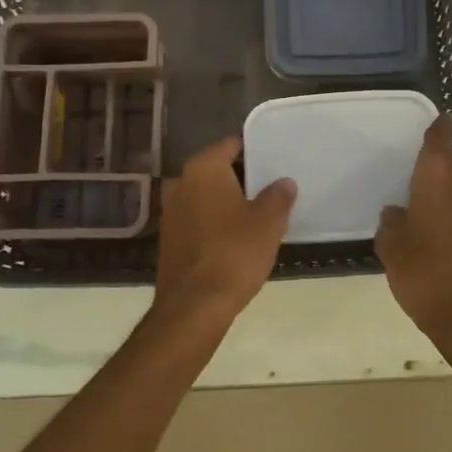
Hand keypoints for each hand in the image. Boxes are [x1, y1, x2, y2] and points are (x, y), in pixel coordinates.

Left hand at [155, 138, 295, 325]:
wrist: (194, 306)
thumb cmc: (234, 253)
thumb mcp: (268, 222)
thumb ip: (278, 196)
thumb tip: (283, 183)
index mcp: (203, 169)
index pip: (231, 145)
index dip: (254, 149)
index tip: (273, 160)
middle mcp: (181, 183)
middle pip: (217, 170)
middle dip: (241, 177)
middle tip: (270, 187)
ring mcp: (170, 212)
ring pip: (205, 195)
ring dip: (226, 201)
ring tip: (256, 213)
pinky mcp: (168, 239)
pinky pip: (197, 219)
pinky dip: (214, 222)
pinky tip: (234, 238)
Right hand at [376, 114, 451, 367]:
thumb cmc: (430, 277)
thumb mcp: (393, 251)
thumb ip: (392, 223)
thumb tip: (398, 213)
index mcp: (438, 172)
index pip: (442, 132)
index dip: (439, 127)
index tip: (436, 128)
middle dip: (449, 164)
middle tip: (429, 185)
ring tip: (449, 212)